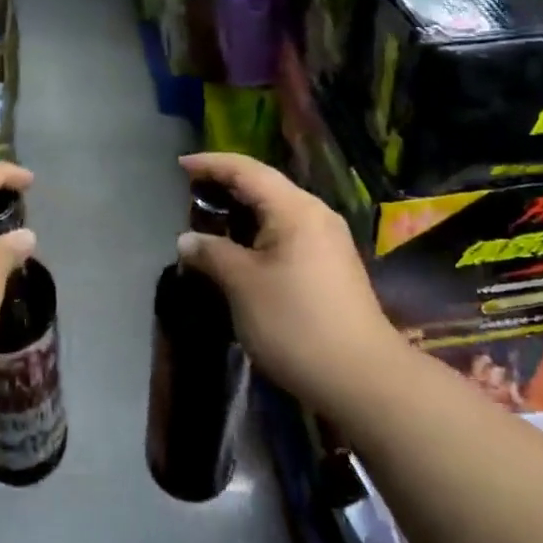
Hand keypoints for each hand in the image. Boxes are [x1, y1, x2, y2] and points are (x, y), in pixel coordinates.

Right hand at [177, 152, 402, 413]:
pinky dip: (259, 231)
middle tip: (190, 194)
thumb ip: (212, 253)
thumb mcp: (243, 285)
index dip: (211, 164)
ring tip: (210, 221)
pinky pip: (287, 231)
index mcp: (294, 208)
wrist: (362, 378)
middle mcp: (315, 213)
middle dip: (226, 186)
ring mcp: (328, 239)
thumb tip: (187, 240)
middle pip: (264, 185)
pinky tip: (241, 249)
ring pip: (277, 210)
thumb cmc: (295, 323)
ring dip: (242, 211)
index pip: (246, 170)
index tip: (180, 165)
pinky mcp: (331, 264)